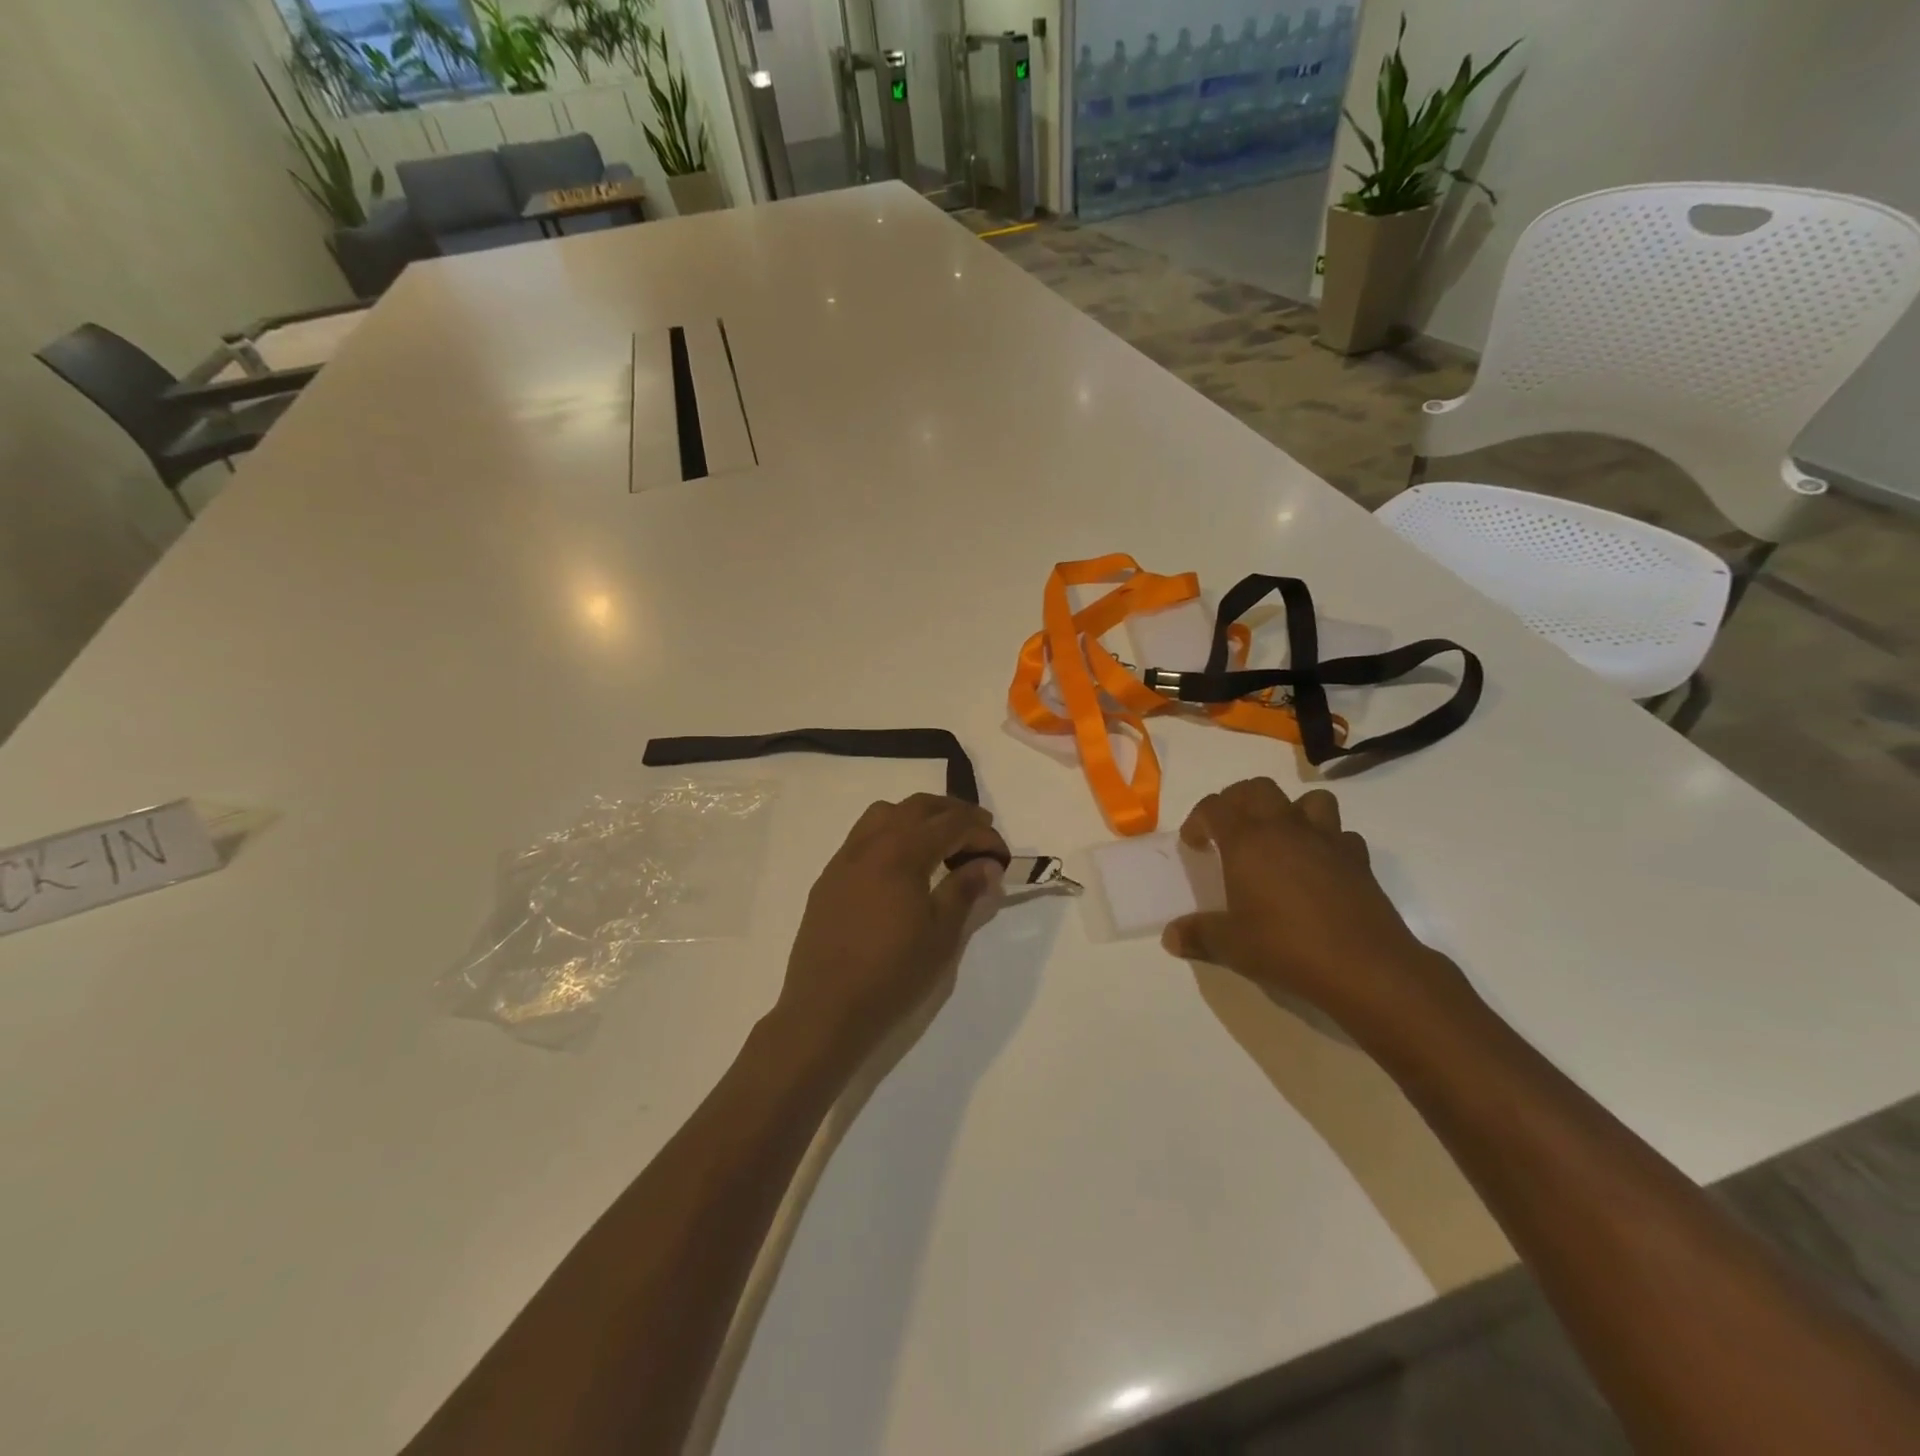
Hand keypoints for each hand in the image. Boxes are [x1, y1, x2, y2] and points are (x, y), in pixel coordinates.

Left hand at [777, 795, 1008, 1060]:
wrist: (826, 1010)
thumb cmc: (892, 973)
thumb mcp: (941, 934)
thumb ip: (965, 890)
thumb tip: (987, 865)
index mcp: (901, 851)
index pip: (951, 825)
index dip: (981, 834)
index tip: (1002, 856)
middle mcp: (870, 843)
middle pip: (916, 807)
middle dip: (952, 812)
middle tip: (979, 830)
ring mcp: (844, 859)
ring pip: (884, 814)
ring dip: (917, 817)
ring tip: (939, 841)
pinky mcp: (828, 879)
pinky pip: (863, 838)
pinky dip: (890, 835)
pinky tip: (901, 867)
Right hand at [1161, 778, 1466, 1027]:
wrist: (1366, 967)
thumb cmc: (1286, 948)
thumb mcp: (1231, 946)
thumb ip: (1197, 936)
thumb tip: (1170, 937)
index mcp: (1248, 841)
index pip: (1214, 807)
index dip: (1198, 820)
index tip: (1194, 845)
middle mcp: (1286, 829)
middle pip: (1258, 789)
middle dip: (1238, 801)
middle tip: (1229, 830)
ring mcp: (1327, 840)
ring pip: (1309, 800)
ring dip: (1290, 810)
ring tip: (1279, 838)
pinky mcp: (1359, 860)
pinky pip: (1341, 835)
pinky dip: (1327, 843)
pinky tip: (1319, 868)